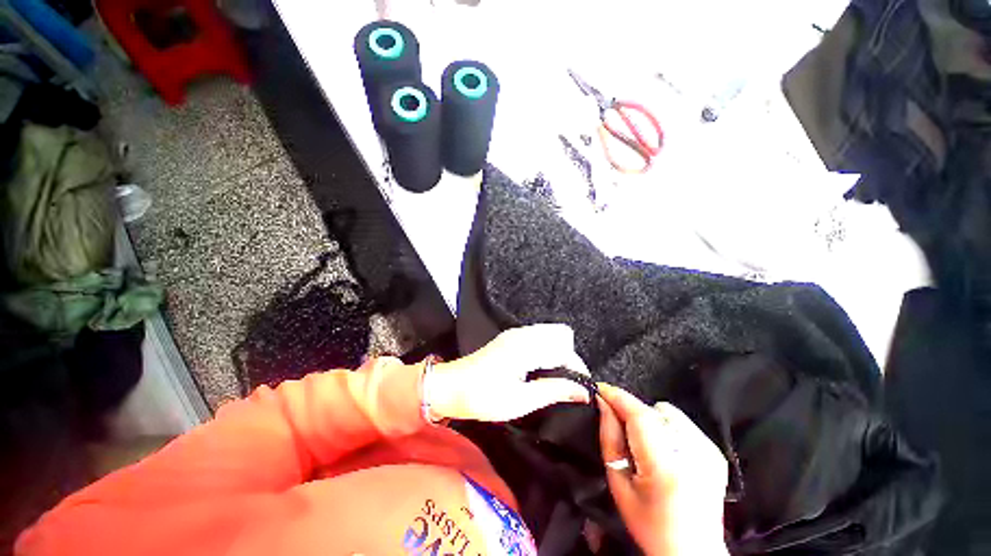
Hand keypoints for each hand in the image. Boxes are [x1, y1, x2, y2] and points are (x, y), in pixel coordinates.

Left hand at [427, 324, 591, 421]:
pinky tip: (541, 370)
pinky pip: (538, 337)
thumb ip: (553, 391)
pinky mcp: (510, 337)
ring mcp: (515, 333)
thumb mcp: (520, 401)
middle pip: (561, 335)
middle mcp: (522, 334)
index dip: (577, 368)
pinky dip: (546, 351)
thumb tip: (582, 391)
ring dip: (558, 354)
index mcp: (526, 347)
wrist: (451, 387)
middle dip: (569, 358)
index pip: (565, 349)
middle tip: (567, 384)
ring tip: (555, 379)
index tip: (581, 389)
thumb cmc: (483, 397)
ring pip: (550, 335)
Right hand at [598, 384, 728, 555]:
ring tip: (644, 443)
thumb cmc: (649, 525)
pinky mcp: (715, 452)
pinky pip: (681, 423)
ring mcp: (708, 451)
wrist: (693, 552)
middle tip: (619, 426)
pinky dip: (666, 427)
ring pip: (667, 412)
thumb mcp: (619, 485)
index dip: (617, 396)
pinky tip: (663, 449)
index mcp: (666, 467)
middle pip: (652, 410)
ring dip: (649, 419)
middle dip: (630, 411)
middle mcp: (693, 454)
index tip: (600, 388)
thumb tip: (603, 405)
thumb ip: (610, 439)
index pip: (639, 415)